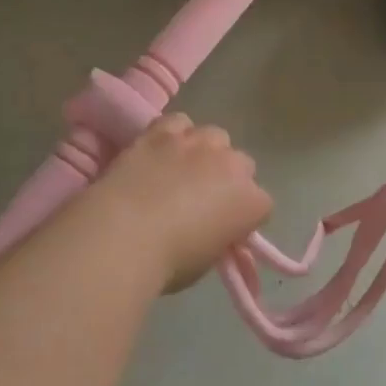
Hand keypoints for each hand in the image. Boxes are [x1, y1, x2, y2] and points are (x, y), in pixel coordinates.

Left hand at [88, 114, 272, 291]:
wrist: (123, 235)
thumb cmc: (169, 262)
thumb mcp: (207, 260)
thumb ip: (218, 237)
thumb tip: (210, 230)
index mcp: (252, 203)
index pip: (262, 206)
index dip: (243, 218)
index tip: (225, 230)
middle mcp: (232, 165)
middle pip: (243, 165)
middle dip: (228, 180)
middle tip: (203, 201)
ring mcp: (198, 144)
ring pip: (215, 137)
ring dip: (205, 152)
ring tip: (183, 171)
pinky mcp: (163, 132)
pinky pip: (178, 123)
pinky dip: (174, 134)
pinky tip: (162, 151)